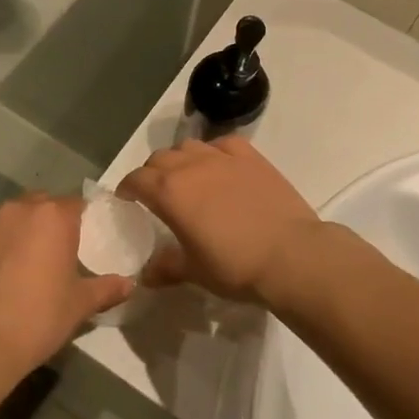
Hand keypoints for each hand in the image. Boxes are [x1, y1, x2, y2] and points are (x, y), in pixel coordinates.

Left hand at [0, 194, 132, 378]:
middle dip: (49, 222)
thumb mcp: (79, 306)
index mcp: (52, 217)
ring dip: (18, 233)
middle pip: (40, 205)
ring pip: (8, 219)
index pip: (76, 203)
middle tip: (55, 253)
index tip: (85, 239)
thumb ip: (106, 289)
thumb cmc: (37, 319)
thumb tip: (129, 284)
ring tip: (21, 266)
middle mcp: (16, 210)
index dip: (82, 219)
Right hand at [117, 138, 324, 305]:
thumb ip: (166, 267)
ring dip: (180, 159)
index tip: (127, 200)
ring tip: (187, 178)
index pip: (136, 179)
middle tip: (157, 193)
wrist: (291, 255)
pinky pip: (223, 144)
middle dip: (152, 173)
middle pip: (160, 158)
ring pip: (189, 146)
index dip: (128, 188)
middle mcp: (191, 166)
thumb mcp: (195, 271)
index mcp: (169, 192)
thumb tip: (146, 275)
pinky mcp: (251, 157)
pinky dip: (213, 152)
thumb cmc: (235, 266)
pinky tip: (219, 166)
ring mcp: (223, 157)